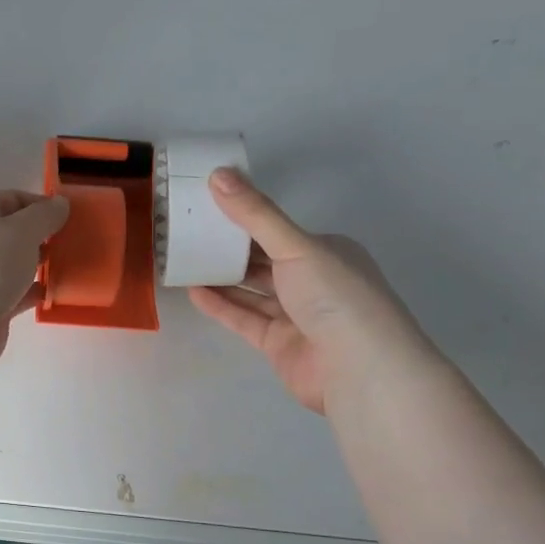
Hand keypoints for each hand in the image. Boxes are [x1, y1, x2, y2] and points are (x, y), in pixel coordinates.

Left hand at [0, 190, 69, 371]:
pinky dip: (30, 292)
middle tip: (71, 244)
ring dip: (36, 266)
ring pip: (12, 264)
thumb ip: (45, 216)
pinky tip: (52, 294)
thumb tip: (60, 203)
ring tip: (68, 268)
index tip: (69, 217)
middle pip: (11, 232)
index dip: (41, 205)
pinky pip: (12, 293)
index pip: (11, 198)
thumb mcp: (23, 230)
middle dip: (41, 237)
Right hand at [187, 168, 439, 414]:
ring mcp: (297, 315)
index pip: (280, 231)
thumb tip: (219, 173)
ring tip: (184, 260)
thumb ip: (255, 213)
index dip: (246, 218)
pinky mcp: (279, 344)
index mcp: (327, 252)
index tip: (209, 206)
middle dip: (230, 248)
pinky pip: (245, 319)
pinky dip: (221, 305)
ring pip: (253, 290)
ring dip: (222, 277)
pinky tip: (193, 292)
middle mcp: (314, 282)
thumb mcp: (296, 246)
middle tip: (189, 232)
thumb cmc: (336, 296)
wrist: (360, 370)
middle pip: (264, 261)